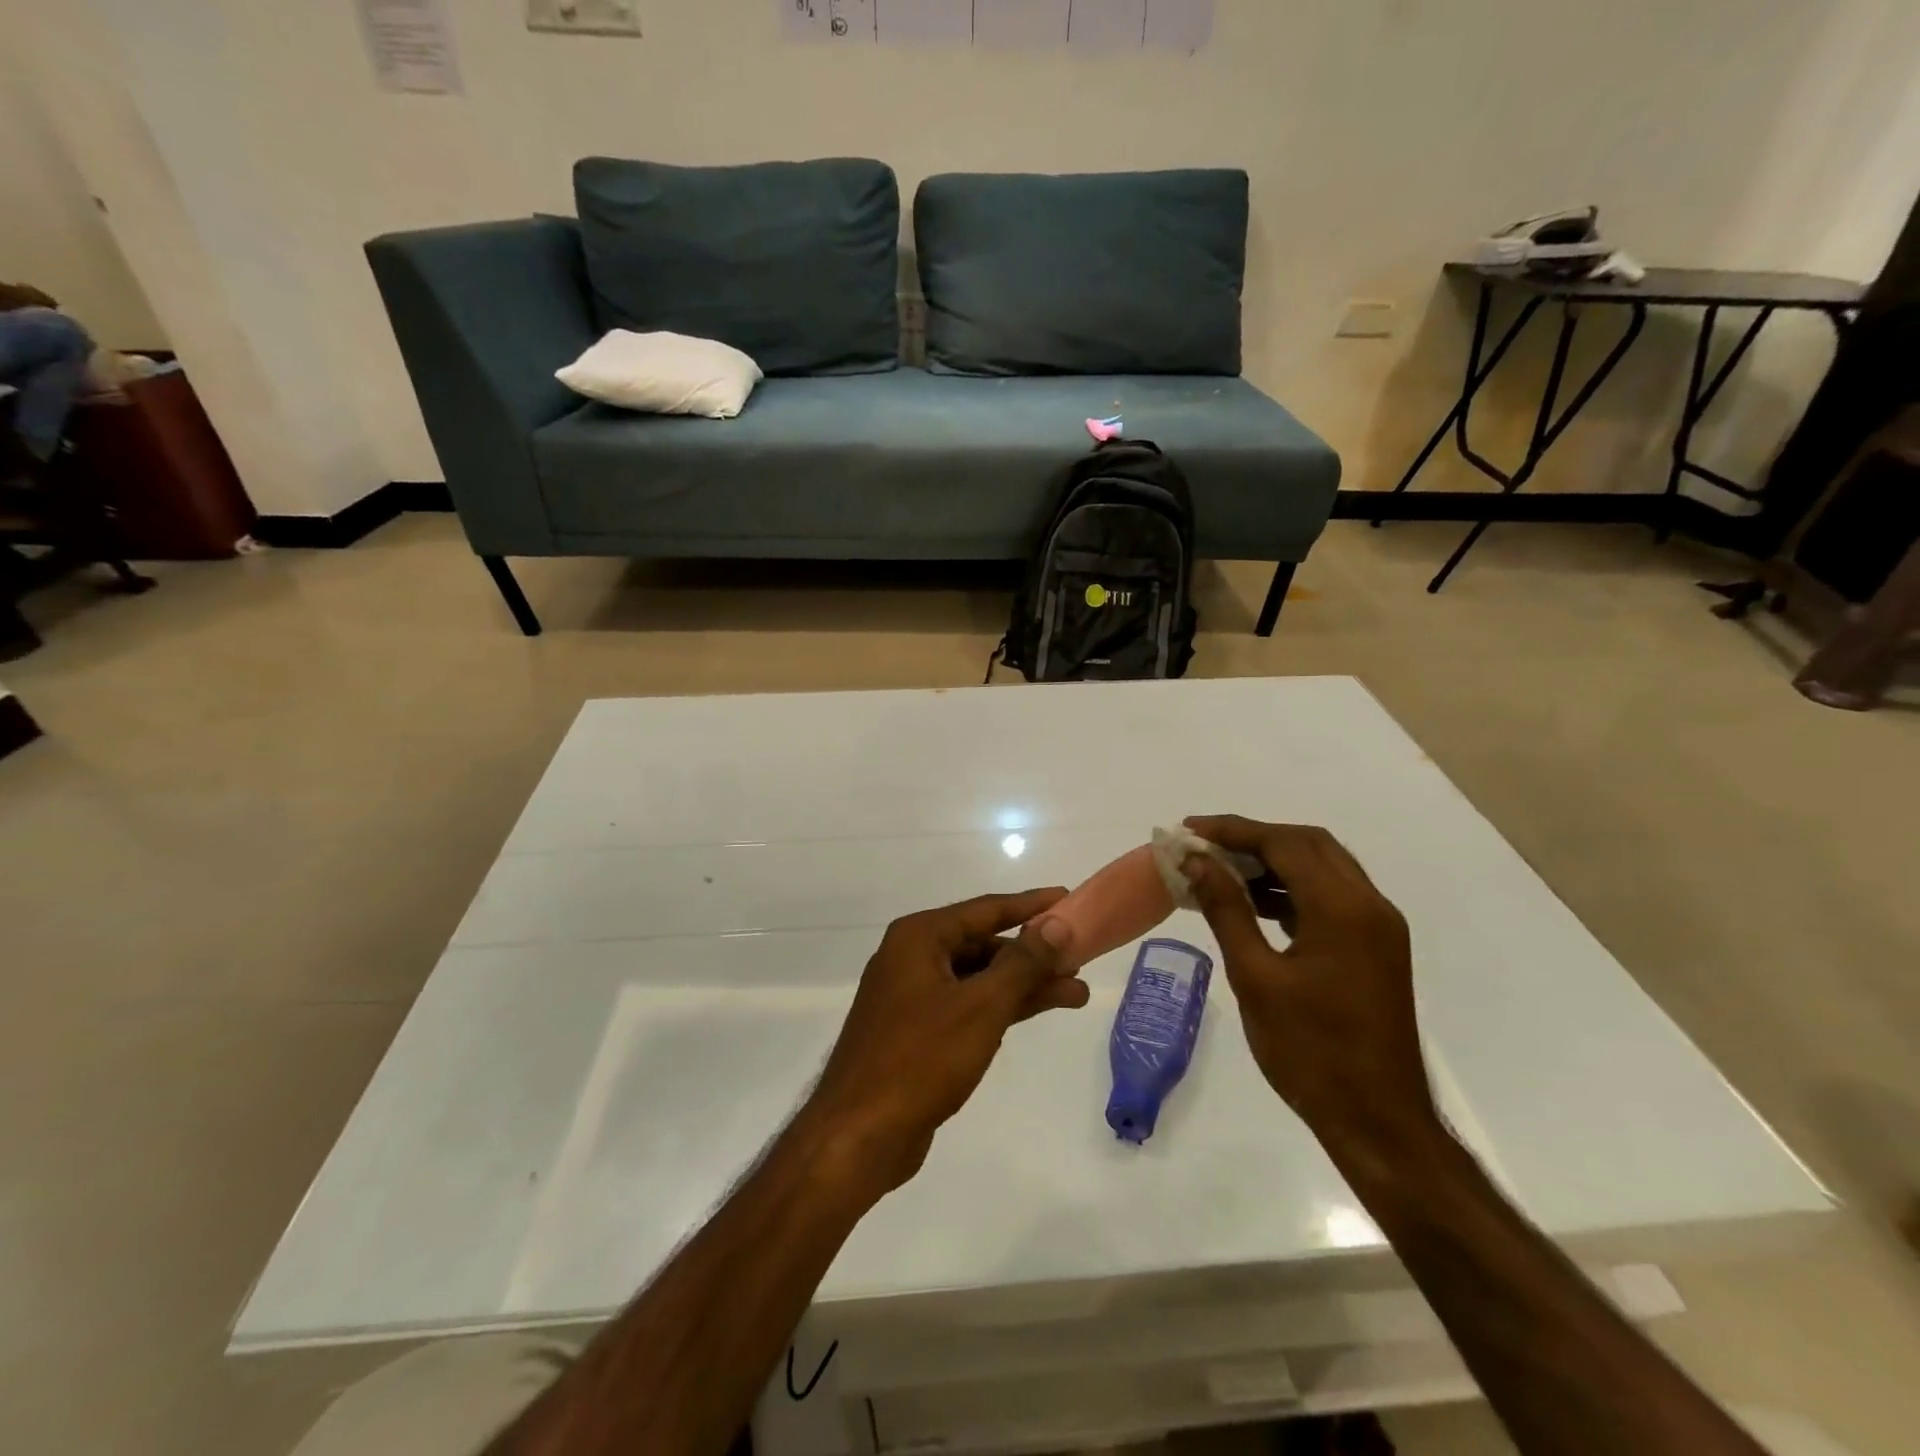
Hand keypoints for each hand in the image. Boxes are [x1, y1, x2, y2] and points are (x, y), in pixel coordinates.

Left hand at [805, 889, 1089, 1193]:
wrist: (860, 1134)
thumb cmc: (920, 1058)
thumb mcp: (981, 1006)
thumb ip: (1023, 963)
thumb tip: (1057, 923)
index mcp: (919, 937)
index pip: (986, 909)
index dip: (1030, 905)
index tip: (1068, 898)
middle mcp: (913, 957)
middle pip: (984, 944)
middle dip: (1033, 954)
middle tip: (1080, 959)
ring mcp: (913, 996)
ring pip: (979, 978)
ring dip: (1024, 984)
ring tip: (1076, 993)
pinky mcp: (918, 1031)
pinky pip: (968, 1005)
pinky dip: (1001, 1007)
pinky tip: (1036, 1011)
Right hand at [1182, 817, 1437, 1155]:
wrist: (1378, 1121)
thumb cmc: (1309, 1051)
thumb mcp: (1255, 977)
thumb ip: (1226, 910)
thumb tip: (1196, 862)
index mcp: (1342, 909)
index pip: (1284, 843)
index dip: (1233, 830)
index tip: (1188, 830)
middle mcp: (1369, 905)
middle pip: (1309, 844)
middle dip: (1254, 837)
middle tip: (1204, 845)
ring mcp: (1378, 927)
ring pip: (1323, 867)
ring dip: (1274, 860)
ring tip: (1221, 870)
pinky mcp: (1376, 947)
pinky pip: (1331, 896)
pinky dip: (1292, 887)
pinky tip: (1255, 903)